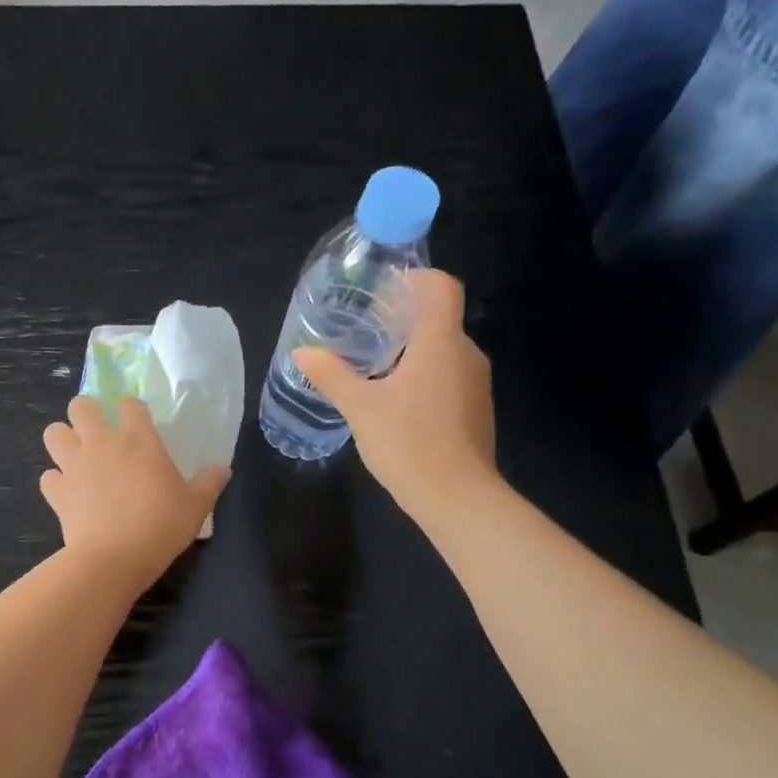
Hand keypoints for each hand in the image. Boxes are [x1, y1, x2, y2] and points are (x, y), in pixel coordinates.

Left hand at [41, 396, 229, 590]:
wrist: (114, 558)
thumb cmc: (161, 526)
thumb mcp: (196, 506)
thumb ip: (209, 482)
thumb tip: (224, 468)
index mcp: (138, 438)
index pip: (129, 403)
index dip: (131, 410)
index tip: (138, 424)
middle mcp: (101, 442)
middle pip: (81, 406)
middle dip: (87, 414)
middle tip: (100, 435)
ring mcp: (74, 465)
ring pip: (53, 433)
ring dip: (64, 441)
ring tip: (77, 457)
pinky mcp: (57, 492)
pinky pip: (48, 477)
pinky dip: (56, 483)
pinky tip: (69, 494)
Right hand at [293, 269, 496, 516]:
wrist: (457, 498)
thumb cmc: (408, 442)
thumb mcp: (359, 407)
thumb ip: (331, 375)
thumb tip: (302, 352)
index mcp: (440, 342)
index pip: (440, 286)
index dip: (414, 279)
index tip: (381, 291)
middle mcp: (466, 354)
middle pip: (439, 318)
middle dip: (403, 318)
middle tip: (364, 330)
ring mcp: (476, 384)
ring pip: (443, 350)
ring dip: (412, 350)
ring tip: (374, 366)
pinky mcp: (475, 410)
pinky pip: (449, 376)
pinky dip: (424, 375)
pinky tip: (396, 401)